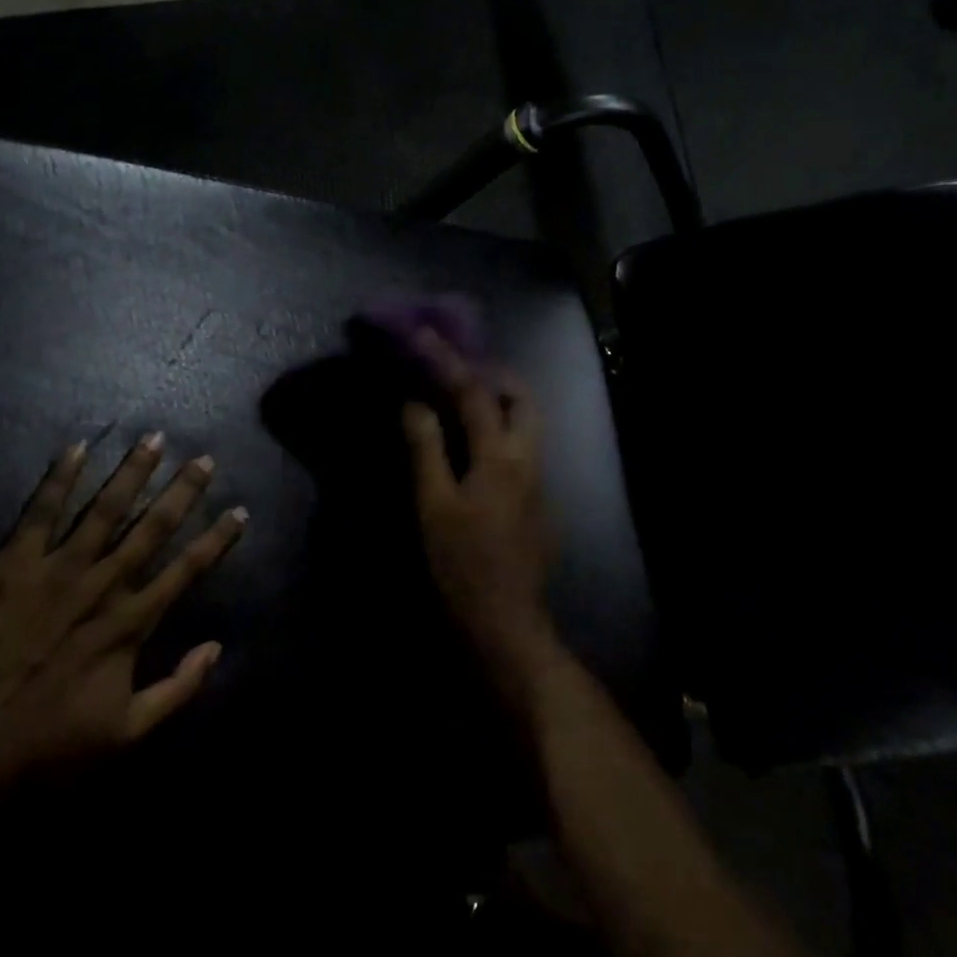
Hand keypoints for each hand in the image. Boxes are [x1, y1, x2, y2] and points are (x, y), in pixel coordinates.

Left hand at [0, 434, 246, 794]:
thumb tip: (216, 647)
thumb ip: (177, 690)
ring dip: (131, 473)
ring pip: (103, 510)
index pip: (187, 570)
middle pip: (152, 528)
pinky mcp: (10, 568)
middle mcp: (101, 586)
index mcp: (130, 624)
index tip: (240, 511)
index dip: (217, 539)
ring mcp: (55, 572)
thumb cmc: (46, 748)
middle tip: (204, 459)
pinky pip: (38, 514)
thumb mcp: (126, 734)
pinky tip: (76, 449)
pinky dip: (58, 480)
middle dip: (182, 491)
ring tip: (154, 439)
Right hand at [401, 334, 557, 670]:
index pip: (474, 393)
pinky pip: (523, 447)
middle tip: (458, 365)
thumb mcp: (433, 506)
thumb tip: (416, 403)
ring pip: (529, 423)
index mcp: (501, 457)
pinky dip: (502, 428)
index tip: (423, 335)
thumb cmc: (461, 565)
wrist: (505, 621)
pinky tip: (477, 444)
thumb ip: (427, 450)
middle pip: (523, 398)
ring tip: (464, 396)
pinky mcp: (539, 501)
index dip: (446, 361)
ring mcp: (540, 481)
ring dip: (501, 399)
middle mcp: (529, 460)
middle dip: (494, 372)